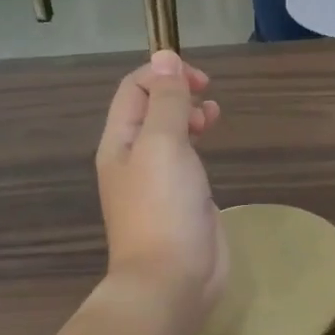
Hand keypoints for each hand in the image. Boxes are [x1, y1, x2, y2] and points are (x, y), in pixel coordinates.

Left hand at [97, 52, 228, 320]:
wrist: (172, 279)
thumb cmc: (164, 207)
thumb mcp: (163, 143)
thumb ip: (166, 101)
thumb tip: (165, 56)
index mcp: (120, 142)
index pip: (134, 89)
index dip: (164, 74)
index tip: (200, 82)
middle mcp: (134, 157)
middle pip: (151, 108)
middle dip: (178, 93)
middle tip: (208, 98)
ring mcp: (157, 180)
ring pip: (170, 132)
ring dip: (190, 115)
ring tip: (214, 117)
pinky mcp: (181, 199)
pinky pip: (186, 158)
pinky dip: (199, 142)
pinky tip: (213, 147)